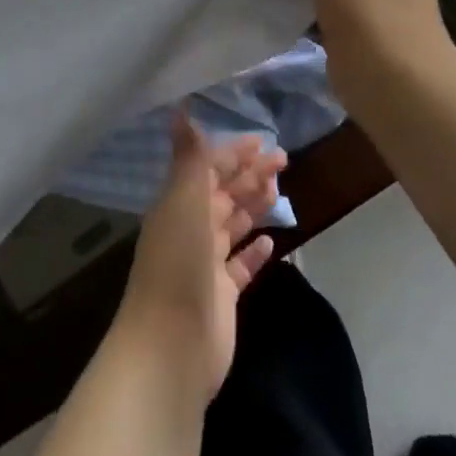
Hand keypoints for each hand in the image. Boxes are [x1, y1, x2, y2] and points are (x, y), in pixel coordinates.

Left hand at [113, 114, 283, 406]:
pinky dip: (255, 250)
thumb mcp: (184, 202)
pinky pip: (241, 265)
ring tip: (279, 190)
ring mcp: (205, 263)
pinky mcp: (221, 295)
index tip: (262, 140)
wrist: (172, 345)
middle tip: (283, 159)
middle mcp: (190, 228)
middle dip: (250, 174)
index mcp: (178, 203)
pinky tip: (272, 240)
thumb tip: (180, 109)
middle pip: (223, 193)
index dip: (233, 152)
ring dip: (253, 205)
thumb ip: (189, 157)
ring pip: (233, 224)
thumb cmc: (179, 264)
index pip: (208, 167)